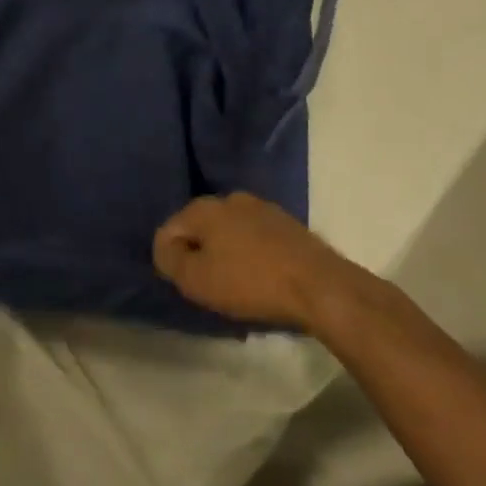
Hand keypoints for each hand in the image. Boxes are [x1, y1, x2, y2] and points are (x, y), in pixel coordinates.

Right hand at [153, 192, 357, 327]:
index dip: (170, 260)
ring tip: (236, 287)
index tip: (187, 285)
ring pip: (228, 233)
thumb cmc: (250, 282)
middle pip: (200, 229)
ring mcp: (262, 208)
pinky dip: (250, 256)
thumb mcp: (196, 279)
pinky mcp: (286, 224)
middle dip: (199, 255)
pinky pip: (254, 239)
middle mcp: (230, 198)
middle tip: (209, 287)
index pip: (168, 230)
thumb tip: (166, 248)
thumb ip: (170, 260)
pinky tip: (260, 280)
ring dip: (226, 255)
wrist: (318, 285)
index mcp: (204, 207)